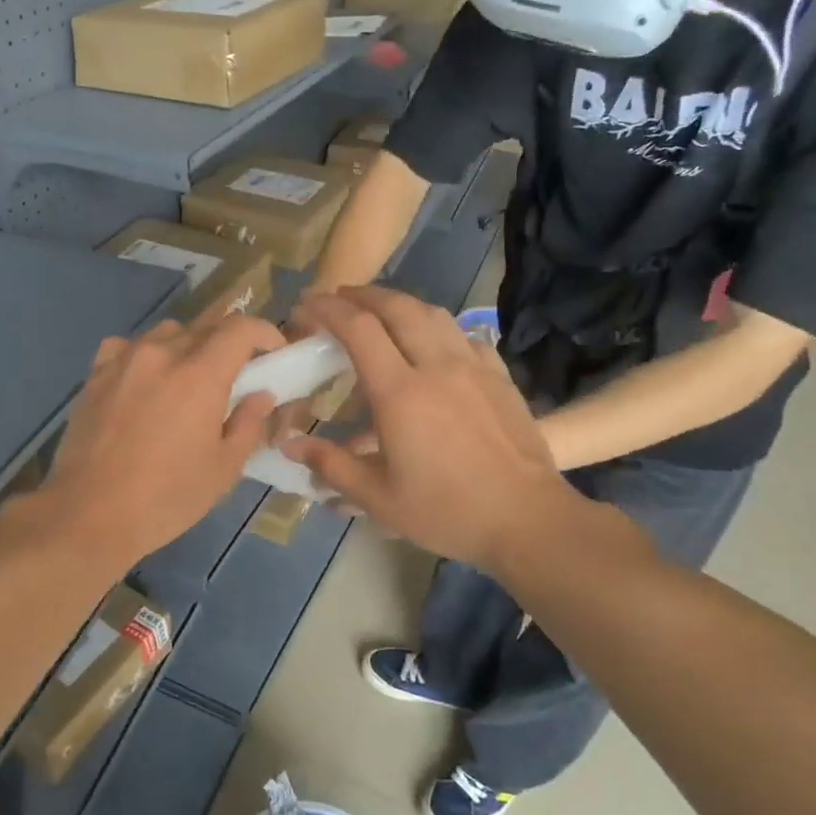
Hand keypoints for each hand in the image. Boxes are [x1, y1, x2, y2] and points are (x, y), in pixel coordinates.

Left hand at [39, 314, 284, 568]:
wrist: (88, 514)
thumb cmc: (165, 498)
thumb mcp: (223, 469)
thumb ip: (248, 424)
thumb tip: (261, 395)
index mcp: (199, 375)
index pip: (240, 328)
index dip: (264, 333)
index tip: (273, 352)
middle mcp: (161, 354)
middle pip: (205, 326)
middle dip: (229, 343)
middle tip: (237, 374)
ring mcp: (123, 360)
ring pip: (167, 333)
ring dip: (188, 347)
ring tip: (189, 380)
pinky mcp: (95, 374)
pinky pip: (128, 347)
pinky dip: (146, 355)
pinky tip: (145, 382)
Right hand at [282, 288, 624, 579]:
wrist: (526, 520)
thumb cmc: (446, 511)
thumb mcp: (377, 498)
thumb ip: (330, 465)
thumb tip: (288, 445)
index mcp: (400, 392)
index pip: (358, 329)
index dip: (328, 309)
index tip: (307, 303)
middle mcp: (436, 366)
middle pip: (396, 307)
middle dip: (362, 295)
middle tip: (339, 297)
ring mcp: (473, 367)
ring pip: (433, 314)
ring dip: (401, 303)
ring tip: (382, 310)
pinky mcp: (499, 377)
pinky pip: (465, 336)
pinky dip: (439, 328)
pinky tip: (435, 344)